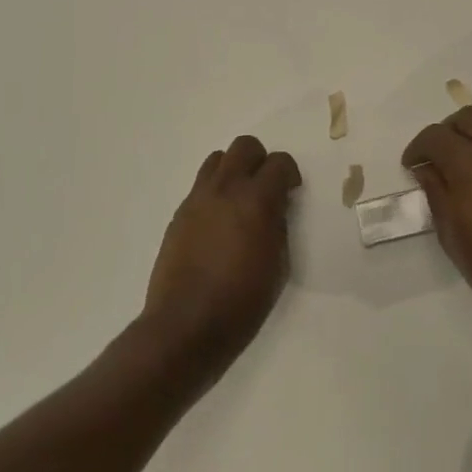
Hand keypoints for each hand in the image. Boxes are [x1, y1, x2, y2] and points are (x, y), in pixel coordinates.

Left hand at [142, 135, 301, 375]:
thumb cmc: (242, 301)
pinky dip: (215, 192)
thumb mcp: (279, 265)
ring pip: (217, 160)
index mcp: (256, 200)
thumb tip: (275, 208)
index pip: (279, 162)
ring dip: (234, 171)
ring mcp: (197, 199)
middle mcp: (225, 189)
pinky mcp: (179, 214)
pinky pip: (201, 186)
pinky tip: (218, 223)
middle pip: (244, 146)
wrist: (187, 324)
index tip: (291, 191)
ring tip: (240, 201)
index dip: (289, 173)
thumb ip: (279, 225)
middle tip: (266, 188)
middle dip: (260, 161)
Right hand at [402, 107, 471, 343]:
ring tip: (459, 171)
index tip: (410, 166)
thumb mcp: (449, 230)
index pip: (436, 135)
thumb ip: (435, 190)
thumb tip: (426, 168)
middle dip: (446, 131)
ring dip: (471, 140)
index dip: (417, 147)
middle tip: (435, 158)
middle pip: (468, 118)